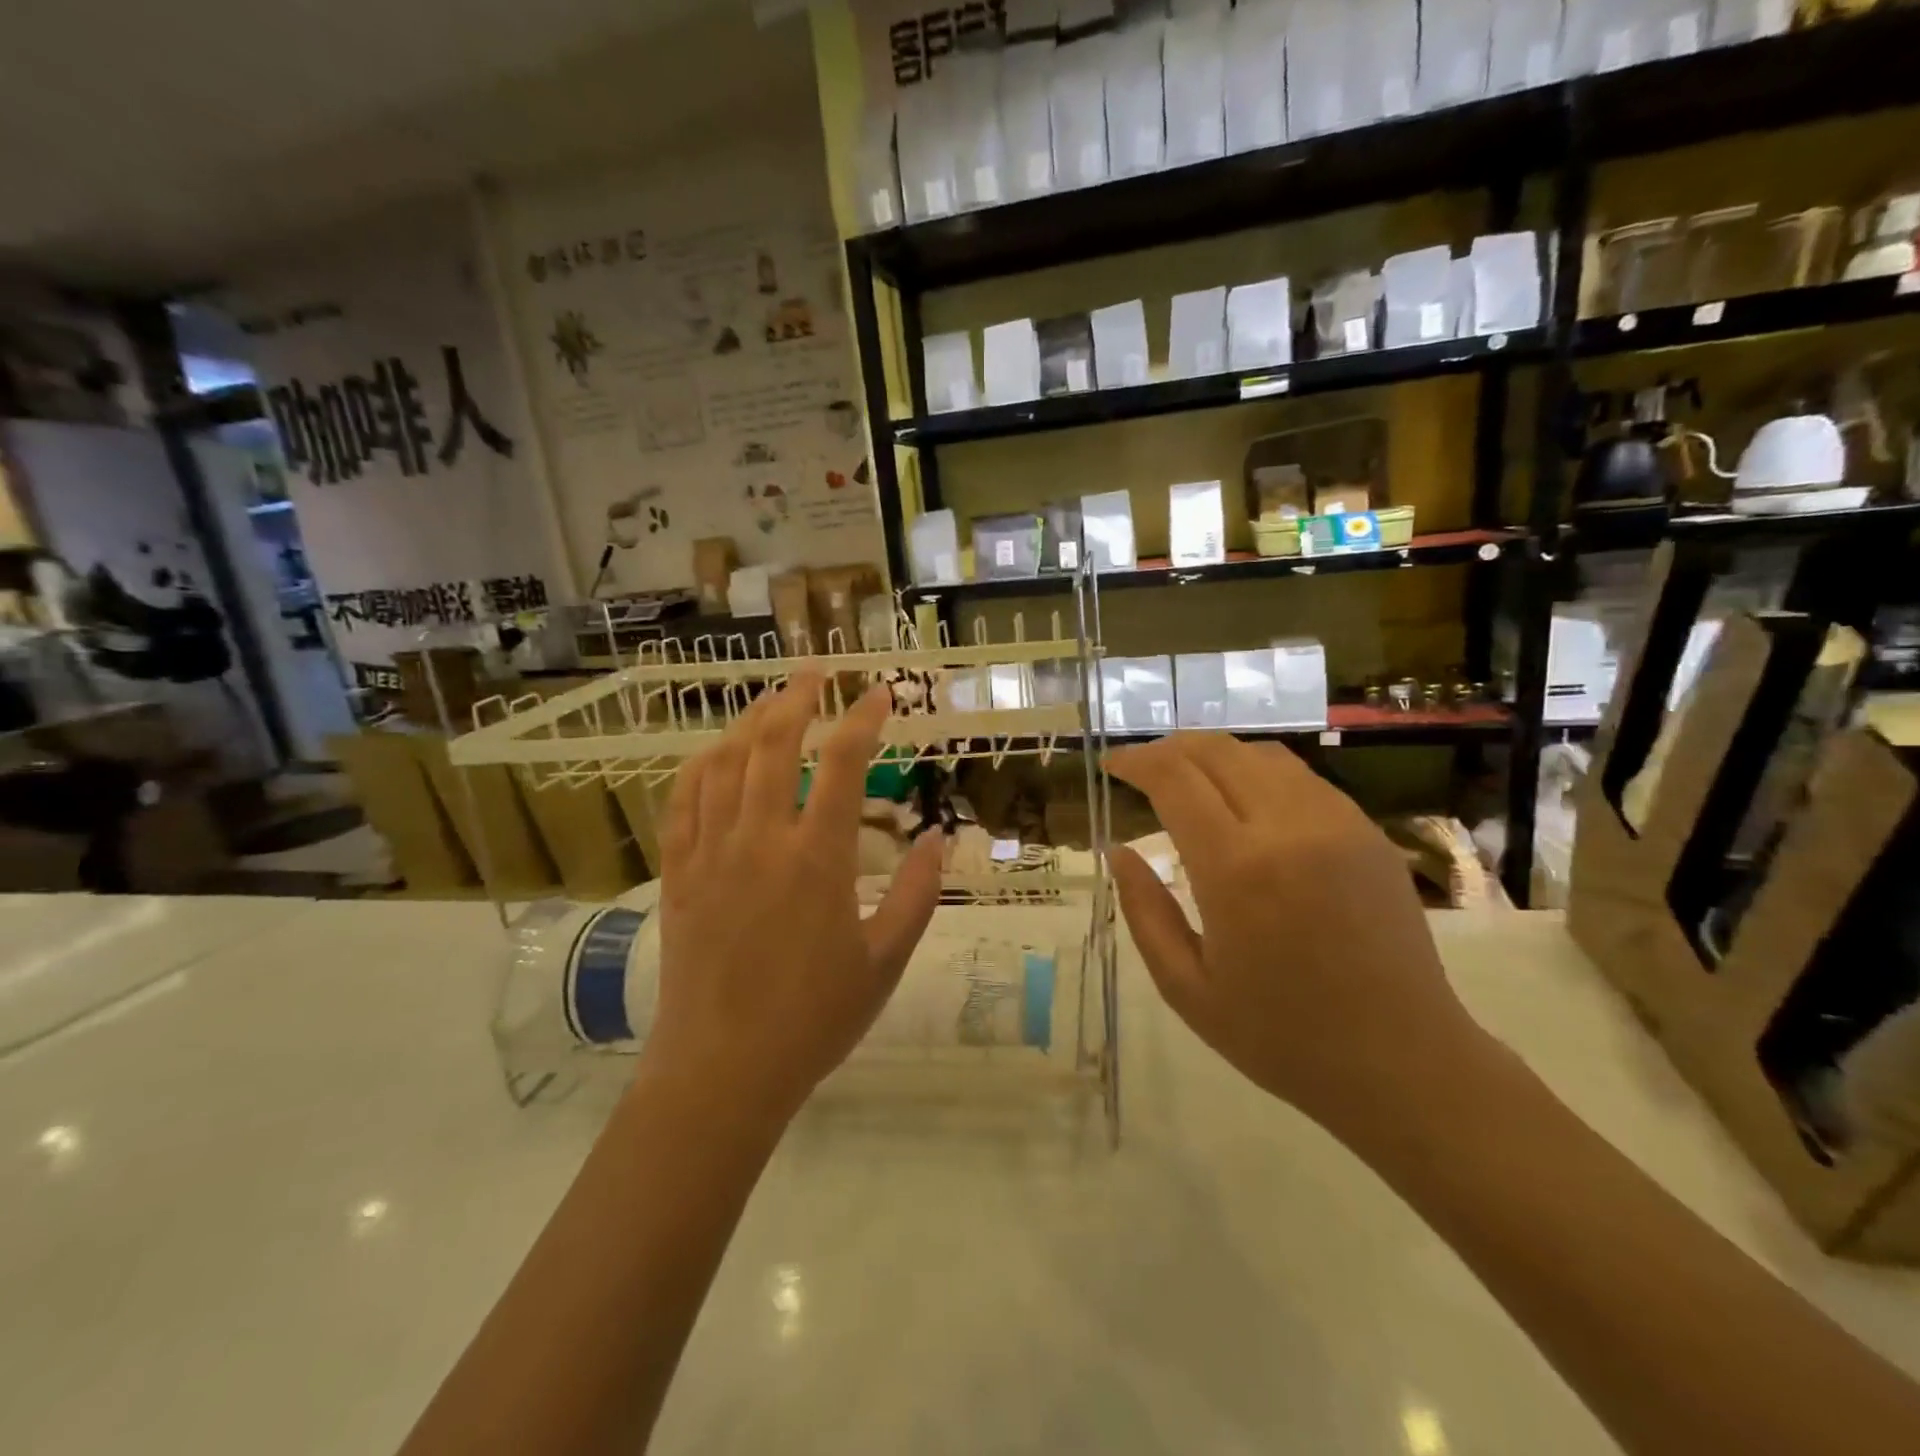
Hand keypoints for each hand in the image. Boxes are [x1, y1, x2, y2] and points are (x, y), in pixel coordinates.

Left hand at [646, 674, 942, 1124]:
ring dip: (748, 721)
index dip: (863, 719)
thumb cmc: (814, 1019)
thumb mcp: (885, 960)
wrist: (724, 1071)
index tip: (880, 693)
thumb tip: (940, 837)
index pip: (842, 764)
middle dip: (797, 698)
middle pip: (773, 744)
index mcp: (817, 858)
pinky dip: (699, 765)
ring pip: (724, 763)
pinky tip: (713, 753)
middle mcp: (760, 840)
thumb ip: (916, 894)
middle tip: (816, 672)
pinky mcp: (678, 874)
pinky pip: (682, 801)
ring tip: (770, 699)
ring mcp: (711, 853)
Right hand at [1107, 734, 1487, 1135]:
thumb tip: (1119, 851)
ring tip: (1189, 779)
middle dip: (1169, 748)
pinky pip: (1301, 779)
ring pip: (1261, 755)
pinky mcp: (1368, 832)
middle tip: (1142, 767)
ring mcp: (1337, 824)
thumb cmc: (1281, 1037)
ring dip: (1214, 755)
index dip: (1136, 761)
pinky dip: (1257, 773)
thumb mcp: (1186, 987)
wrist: (1404, 1063)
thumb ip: (1144, 911)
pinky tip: (1244, 802)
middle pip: (1217, 752)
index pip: (1174, 779)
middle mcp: (1288, 828)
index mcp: (1236, 870)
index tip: (1112, 765)